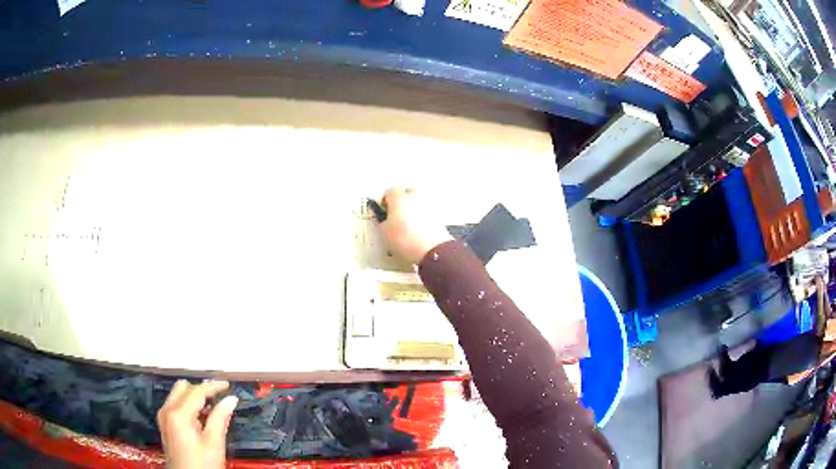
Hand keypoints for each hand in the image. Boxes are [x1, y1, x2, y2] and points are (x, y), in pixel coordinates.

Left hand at [157, 380, 237, 468]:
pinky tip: (202, 416)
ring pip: (178, 394)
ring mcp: (164, 417)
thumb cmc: (201, 466)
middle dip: (201, 389)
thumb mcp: (214, 443)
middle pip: (183, 387)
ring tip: (214, 406)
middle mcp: (167, 411)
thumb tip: (230, 400)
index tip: (227, 385)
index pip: (196, 391)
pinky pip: (176, 405)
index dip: (213, 386)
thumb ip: (220, 418)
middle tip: (220, 395)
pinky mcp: (165, 424)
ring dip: (195, 397)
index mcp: (178, 415)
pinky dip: (189, 405)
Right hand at [378, 188, 452, 264]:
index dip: (385, 202)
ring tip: (408, 226)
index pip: (390, 192)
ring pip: (418, 202)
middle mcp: (416, 195)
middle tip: (396, 217)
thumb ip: (382, 221)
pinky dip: (423, 217)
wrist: (431, 251)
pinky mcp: (439, 215)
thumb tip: (384, 220)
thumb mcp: (384, 233)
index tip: (384, 212)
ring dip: (413, 209)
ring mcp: (430, 204)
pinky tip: (418, 230)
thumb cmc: (406, 240)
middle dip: (401, 203)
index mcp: (400, 197)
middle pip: (407, 193)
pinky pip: (427, 212)